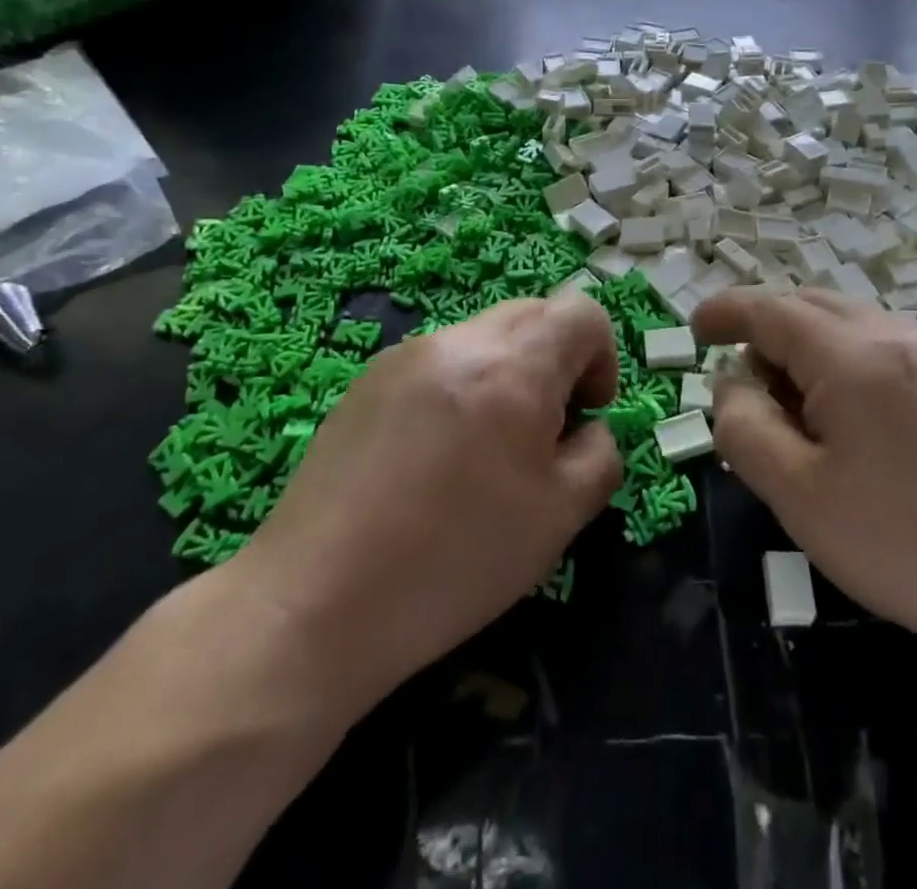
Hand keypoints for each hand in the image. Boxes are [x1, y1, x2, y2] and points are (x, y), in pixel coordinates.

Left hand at [234, 296, 623, 715]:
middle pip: (535, 314)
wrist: (314, 603)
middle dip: (557, 360)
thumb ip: (598, 453)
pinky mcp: (368, 379)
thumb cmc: (454, 560)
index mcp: (513, 366)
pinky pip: (441, 359)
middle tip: (543, 432)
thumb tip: (586, 427)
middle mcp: (459, 341)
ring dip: (508, 373)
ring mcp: (406, 354)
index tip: (585, 413)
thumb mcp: (560, 516)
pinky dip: (461, 386)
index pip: (582, 313)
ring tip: (484, 449)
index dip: (602, 356)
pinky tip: (434, 457)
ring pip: (485, 336)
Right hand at [692, 288, 916, 689]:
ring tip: (792, 412)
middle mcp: (896, 333)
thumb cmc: (903, 544)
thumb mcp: (798, 495)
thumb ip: (745, 426)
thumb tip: (731, 383)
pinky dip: (841, 361)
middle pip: (808, 306)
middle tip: (742, 388)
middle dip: (764, 333)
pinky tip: (844, 419)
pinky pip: (878, 344)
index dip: (725, 311)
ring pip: (844, 323)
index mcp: (854, 354)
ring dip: (803, 349)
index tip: (695, 326)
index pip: (770, 309)